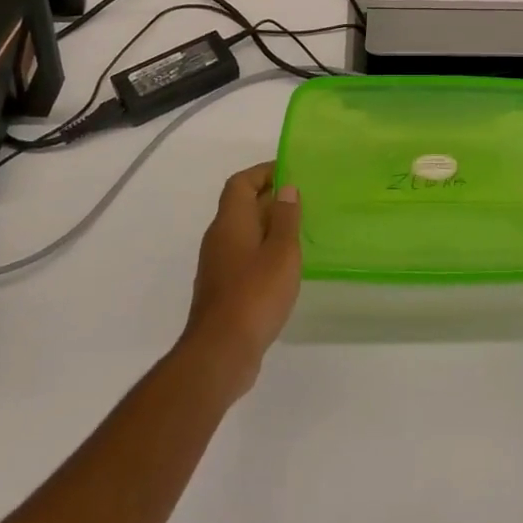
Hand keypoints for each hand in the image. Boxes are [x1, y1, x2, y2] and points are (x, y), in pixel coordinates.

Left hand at [182, 163, 301, 393]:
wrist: (221, 351)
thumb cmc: (255, 294)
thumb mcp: (281, 252)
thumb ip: (285, 218)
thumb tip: (286, 188)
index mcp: (230, 222)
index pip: (241, 183)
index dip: (263, 172)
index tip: (291, 170)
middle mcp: (219, 238)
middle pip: (241, 205)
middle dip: (270, 197)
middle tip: (304, 198)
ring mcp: (218, 265)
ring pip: (243, 232)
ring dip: (268, 225)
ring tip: (300, 228)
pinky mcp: (223, 288)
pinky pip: (244, 255)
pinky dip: (263, 249)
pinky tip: (285, 264)